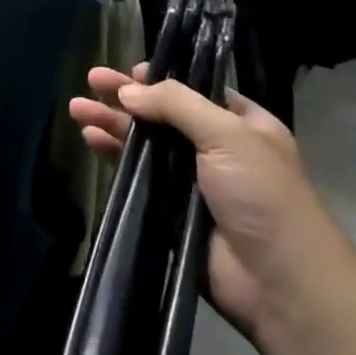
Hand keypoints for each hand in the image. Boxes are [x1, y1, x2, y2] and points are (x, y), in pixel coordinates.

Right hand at [70, 65, 337, 342]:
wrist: (279, 283)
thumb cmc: (262, 194)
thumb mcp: (228, 134)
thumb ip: (176, 104)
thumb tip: (127, 90)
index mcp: (242, 125)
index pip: (195, 91)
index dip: (162, 79)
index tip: (131, 71)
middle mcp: (217, 149)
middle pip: (162, 114)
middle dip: (126, 97)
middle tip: (91, 79)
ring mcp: (192, 183)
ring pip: (145, 144)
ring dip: (112, 124)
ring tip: (77, 107)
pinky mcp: (171, 214)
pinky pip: (137, 178)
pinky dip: (114, 156)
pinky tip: (90, 140)